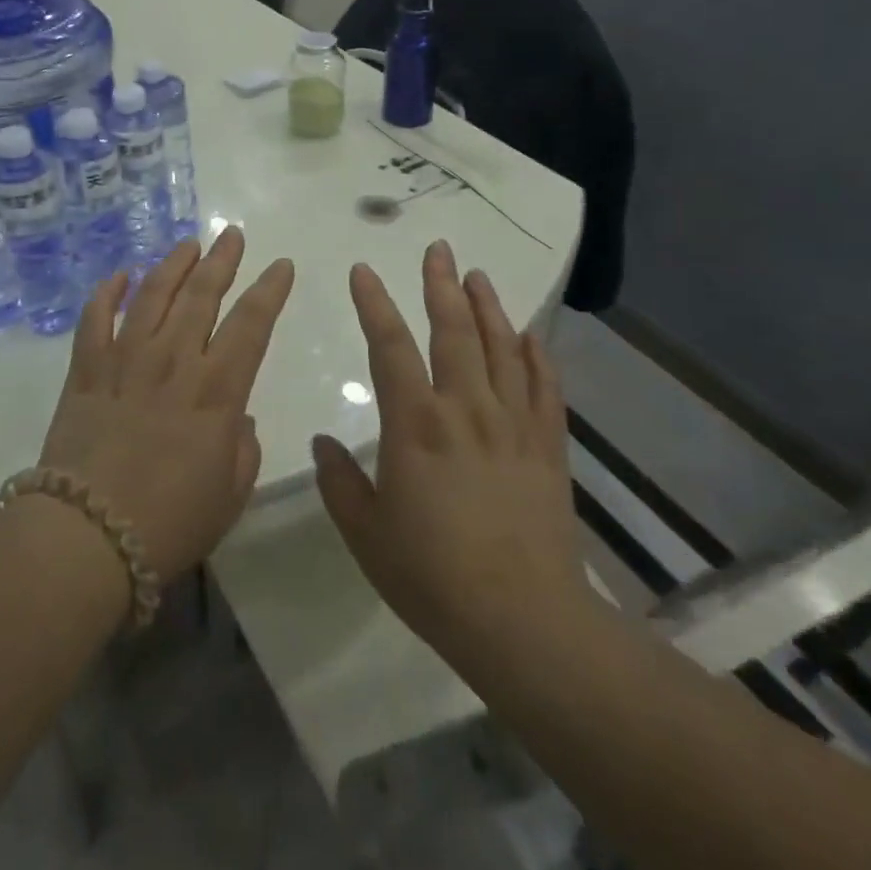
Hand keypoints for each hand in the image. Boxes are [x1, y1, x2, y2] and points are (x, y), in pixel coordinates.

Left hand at [37, 228, 294, 582]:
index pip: (252, 324)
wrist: (87, 538)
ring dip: (172, 264)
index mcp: (216, 390)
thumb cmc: (170, 523)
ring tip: (187, 243)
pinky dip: (106, 293)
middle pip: (202, 295)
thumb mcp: (230, 494)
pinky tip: (119, 275)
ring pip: (152, 295)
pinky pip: (94, 319)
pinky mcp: (86, 371)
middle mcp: (173, 361)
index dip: (270, 290)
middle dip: (222, 260)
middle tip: (232, 235)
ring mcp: (125, 360)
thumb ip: (242, 448)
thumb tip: (234, 418)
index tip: (281, 265)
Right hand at [313, 240, 588, 669]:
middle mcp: (465, 409)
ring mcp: (512, 424)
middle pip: (453, 331)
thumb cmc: (432, 576)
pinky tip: (529, 335)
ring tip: (477, 276)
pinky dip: (537, 355)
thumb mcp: (366, 533)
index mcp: (415, 424)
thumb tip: (323, 442)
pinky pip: (544, 387)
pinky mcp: (548, 446)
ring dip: (488, 307)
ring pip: (501, 348)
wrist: (523, 621)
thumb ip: (339, 481)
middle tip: (438, 249)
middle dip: (441, 286)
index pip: (389, 346)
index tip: (363, 270)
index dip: (373, 303)